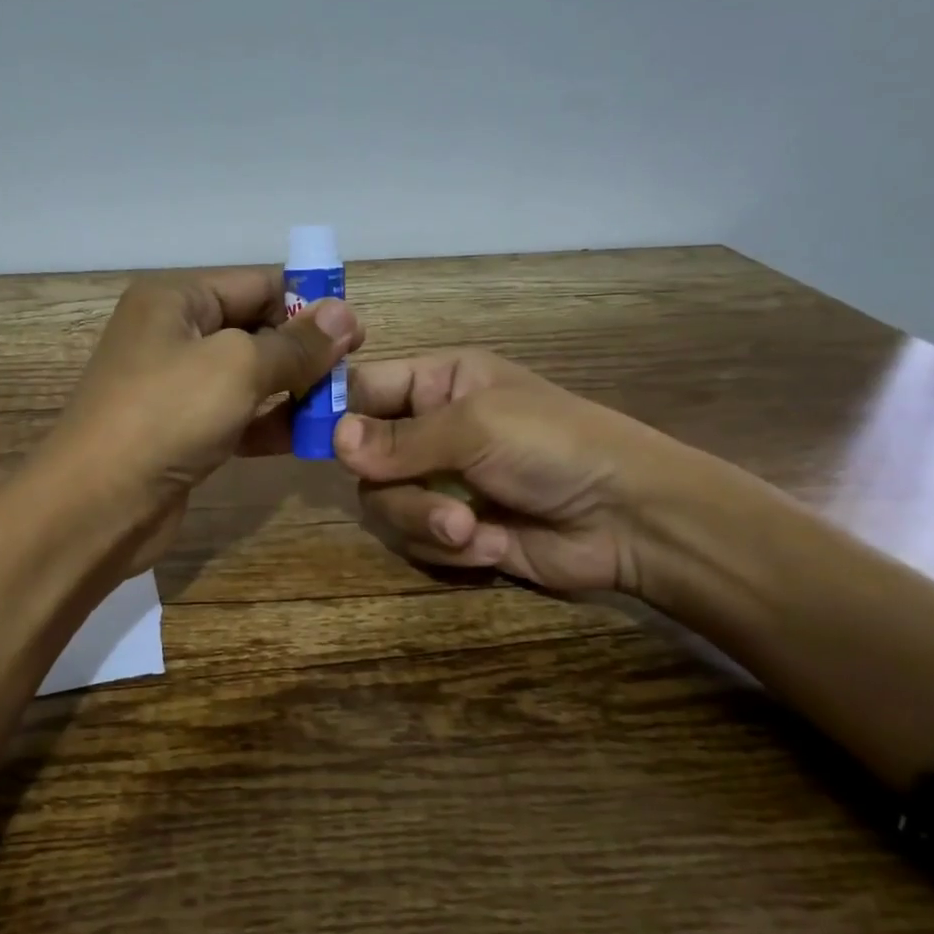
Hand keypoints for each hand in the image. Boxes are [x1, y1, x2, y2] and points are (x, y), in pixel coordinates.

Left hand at [46, 269, 363, 571]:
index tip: (357, 332)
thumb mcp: (237, 367)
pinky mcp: (183, 433)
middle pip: (254, 329)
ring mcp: (176, 387)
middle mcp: (173, 336)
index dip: (307, 304)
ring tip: (340, 407)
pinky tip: (309, 437)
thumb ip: (295, 344)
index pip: (255, 284)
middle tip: (352, 374)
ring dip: (293, 390)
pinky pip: (237, 416)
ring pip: (250, 377)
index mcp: (175, 300)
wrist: (96, 506)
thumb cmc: (165, 416)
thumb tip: (347, 316)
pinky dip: (270, 423)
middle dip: (303, 350)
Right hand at [333, 348, 689, 595]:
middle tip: (430, 502)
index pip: (363, 388)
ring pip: (384, 505)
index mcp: (437, 383)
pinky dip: (449, 550)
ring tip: (471, 532)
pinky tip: (491, 545)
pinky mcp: (452, 530)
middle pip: (363, 459)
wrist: (629, 519)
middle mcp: (429, 430)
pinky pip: (414, 541)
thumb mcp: (477, 427)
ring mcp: (439, 483)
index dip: (332, 410)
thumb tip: (333, 441)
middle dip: (396, 488)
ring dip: (424, 523)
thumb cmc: (555, 446)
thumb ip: (401, 438)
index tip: (304, 439)